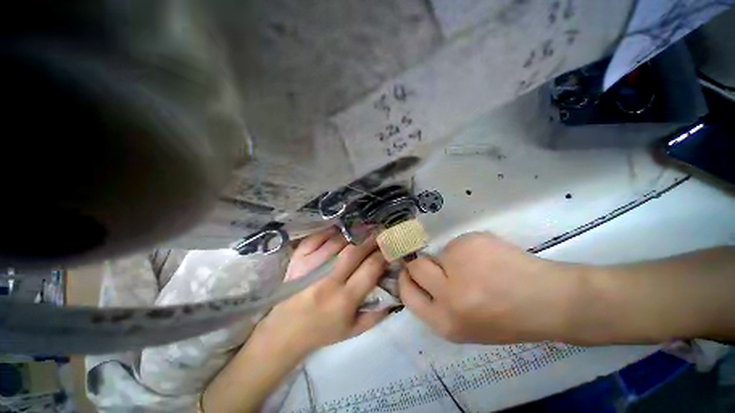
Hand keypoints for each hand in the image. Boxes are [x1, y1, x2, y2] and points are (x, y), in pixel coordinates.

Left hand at [252, 229, 389, 357]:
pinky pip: (315, 239)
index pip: (370, 268)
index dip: (382, 255)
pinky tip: (338, 231)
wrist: (286, 330)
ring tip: (362, 231)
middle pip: (355, 251)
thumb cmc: (322, 331)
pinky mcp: (298, 260)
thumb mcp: (353, 330)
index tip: (388, 249)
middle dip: (370, 241)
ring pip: (337, 242)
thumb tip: (394, 294)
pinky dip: (328, 232)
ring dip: (352, 235)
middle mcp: (328, 280)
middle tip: (378, 234)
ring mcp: (311, 267)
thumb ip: (376, 314)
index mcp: (345, 299)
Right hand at [399, 232, 577, 343]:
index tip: (409, 272)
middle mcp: (447, 294)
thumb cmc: (506, 319)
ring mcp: (459, 266)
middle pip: (416, 267)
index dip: (406, 280)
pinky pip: (456, 244)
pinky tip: (488, 258)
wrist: (548, 301)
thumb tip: (418, 279)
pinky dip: (466, 249)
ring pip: (438, 253)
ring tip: (477, 267)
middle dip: (422, 264)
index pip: (407, 294)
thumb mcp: (464, 326)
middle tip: (439, 265)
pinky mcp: (470, 244)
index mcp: (445, 321)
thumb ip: (437, 305)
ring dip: (450, 258)